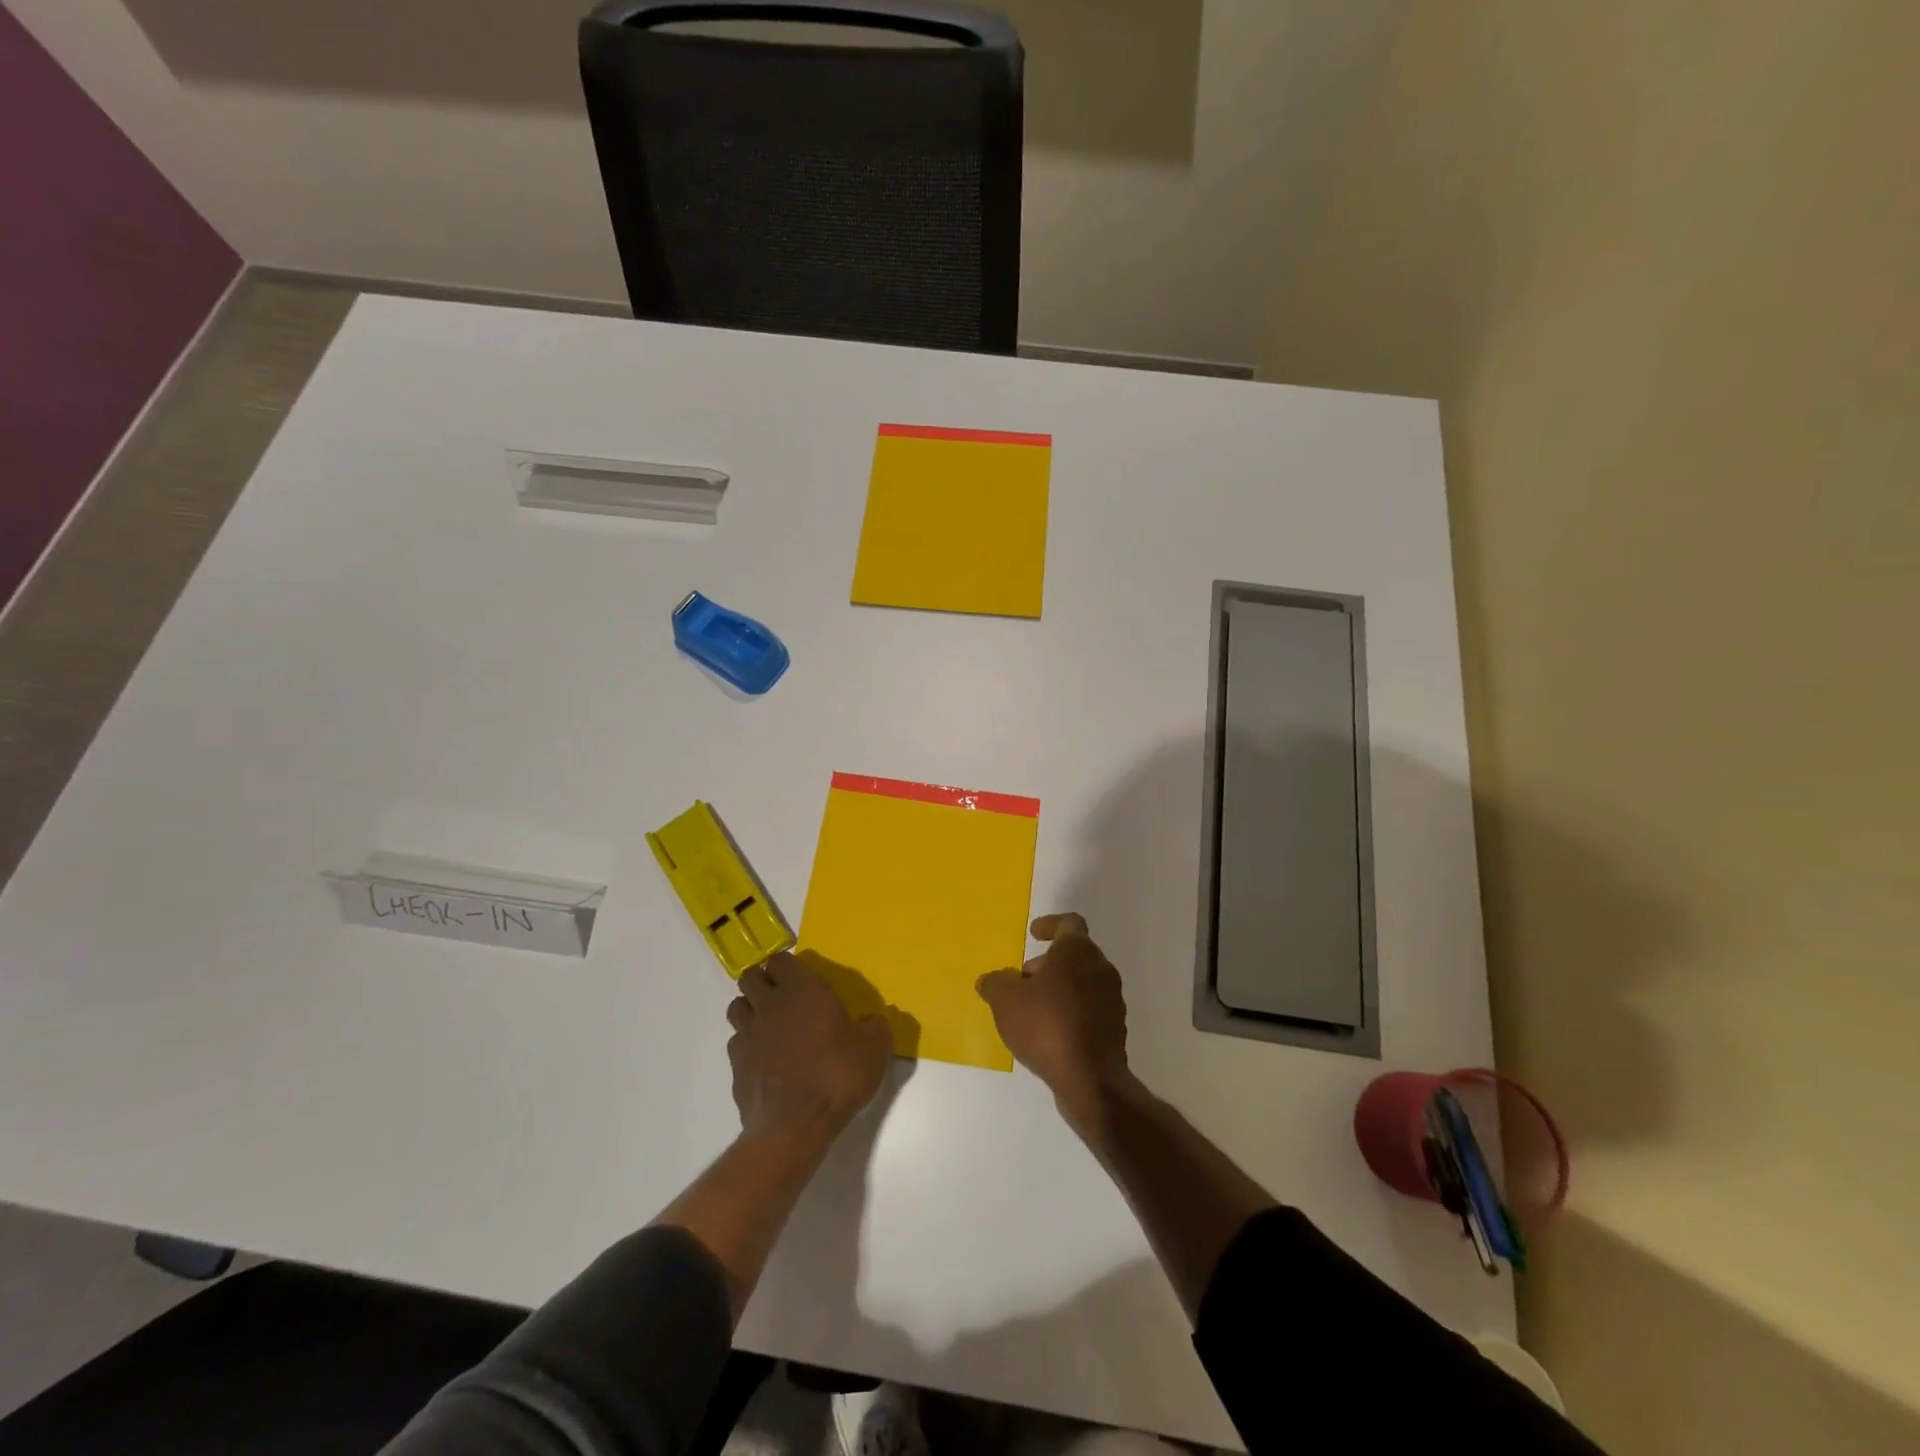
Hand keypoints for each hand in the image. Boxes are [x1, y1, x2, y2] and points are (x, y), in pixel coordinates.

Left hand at [726, 952, 892, 1141]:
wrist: (796, 1124)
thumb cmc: (837, 1075)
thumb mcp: (875, 1049)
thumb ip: (875, 1028)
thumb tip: (873, 1021)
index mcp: (802, 989)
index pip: (781, 960)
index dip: (787, 966)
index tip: (798, 977)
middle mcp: (770, 1004)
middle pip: (751, 977)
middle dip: (762, 982)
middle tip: (781, 997)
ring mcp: (748, 1033)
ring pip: (737, 1006)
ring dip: (750, 1009)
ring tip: (768, 1024)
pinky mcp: (735, 1064)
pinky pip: (736, 1042)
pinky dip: (746, 1044)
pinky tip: (763, 1059)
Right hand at [977, 913, 1132, 1131]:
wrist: (1090, 1079)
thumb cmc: (1046, 1025)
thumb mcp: (1005, 1000)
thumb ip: (995, 984)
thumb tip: (990, 980)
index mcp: (1078, 951)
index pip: (1069, 923)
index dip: (1050, 924)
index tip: (1034, 933)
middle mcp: (1100, 969)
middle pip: (1074, 955)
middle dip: (1047, 964)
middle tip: (1022, 980)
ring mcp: (1112, 1000)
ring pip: (1082, 983)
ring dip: (1058, 989)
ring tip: (1031, 1010)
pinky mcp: (1114, 1030)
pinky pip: (1089, 1010)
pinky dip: (1070, 1013)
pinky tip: (1049, 1033)